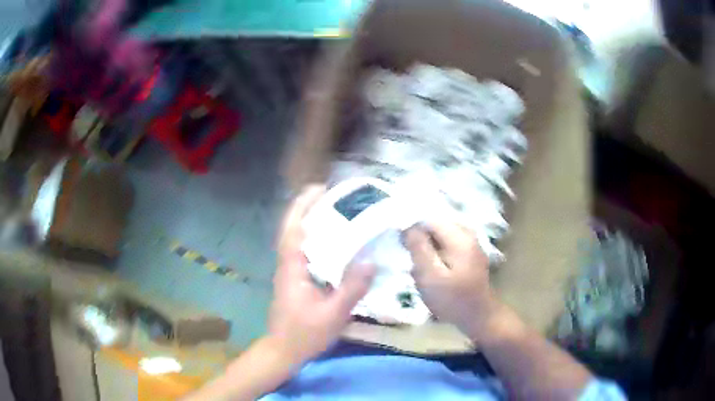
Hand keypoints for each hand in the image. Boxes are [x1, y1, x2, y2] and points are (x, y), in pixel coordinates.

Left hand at [269, 185, 374, 363]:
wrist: (284, 350)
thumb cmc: (305, 334)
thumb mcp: (333, 314)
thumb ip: (351, 289)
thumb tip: (370, 261)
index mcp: (292, 268)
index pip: (293, 229)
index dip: (303, 206)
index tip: (318, 189)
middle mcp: (287, 265)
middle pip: (292, 228)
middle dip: (306, 207)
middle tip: (329, 194)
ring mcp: (289, 273)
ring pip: (296, 239)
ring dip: (309, 221)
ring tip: (333, 210)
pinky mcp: (294, 280)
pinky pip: (303, 252)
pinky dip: (314, 239)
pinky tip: (332, 242)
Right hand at [403, 222, 502, 339]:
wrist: (479, 317)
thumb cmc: (453, 300)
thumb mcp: (431, 276)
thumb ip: (419, 249)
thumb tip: (407, 226)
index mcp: (460, 236)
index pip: (429, 219)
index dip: (411, 228)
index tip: (400, 245)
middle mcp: (467, 233)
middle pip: (435, 226)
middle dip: (419, 240)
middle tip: (410, 260)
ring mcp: (470, 243)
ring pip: (439, 236)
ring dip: (427, 249)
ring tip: (420, 269)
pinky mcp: (468, 254)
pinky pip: (446, 245)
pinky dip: (435, 254)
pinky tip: (431, 270)